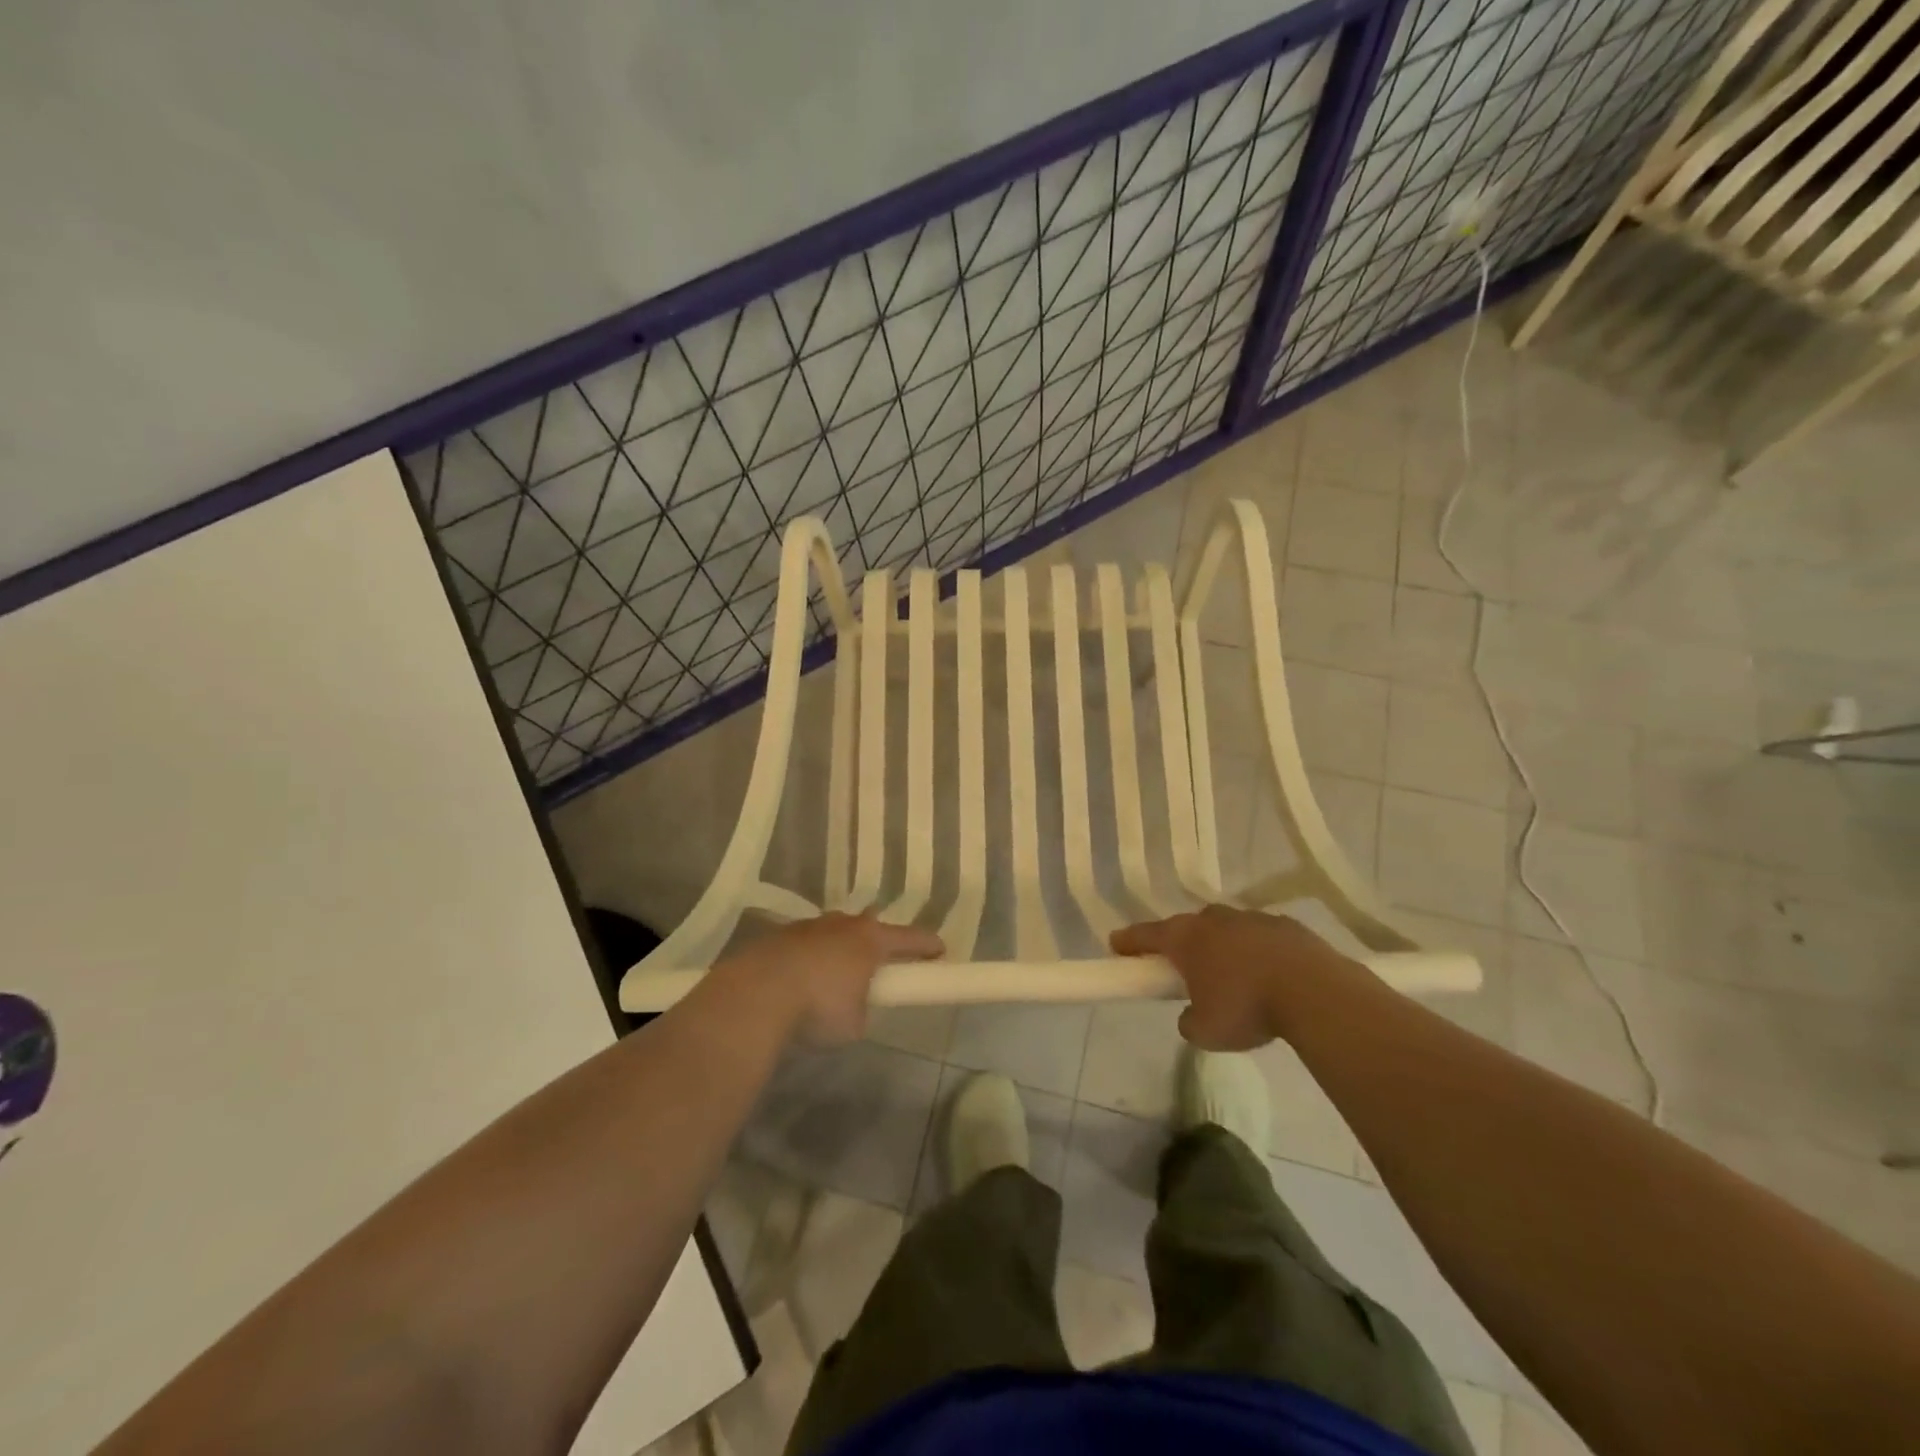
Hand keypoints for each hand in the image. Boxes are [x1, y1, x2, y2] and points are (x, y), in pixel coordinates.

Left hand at [714, 912, 943, 1045]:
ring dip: (840, 949)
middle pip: (869, 927)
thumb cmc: (818, 1007)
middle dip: (878, 942)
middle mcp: (841, 925)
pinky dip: (810, 959)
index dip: (927, 946)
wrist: (756, 995)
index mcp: (869, 940)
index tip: (940, 952)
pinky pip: (805, 945)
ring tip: (837, 973)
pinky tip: (802, 979)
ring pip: (834, 932)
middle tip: (883, 961)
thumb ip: (862, 1010)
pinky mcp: (777, 937)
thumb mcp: (854, 1024)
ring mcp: (807, 927)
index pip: (910, 938)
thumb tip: (852, 1007)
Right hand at [1110, 905, 1354, 1048]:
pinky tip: (1268, 975)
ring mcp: (1251, 919)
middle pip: (1187, 927)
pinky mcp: (1286, 926)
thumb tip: (1192, 1014)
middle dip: (1181, 944)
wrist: (1315, 992)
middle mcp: (1213, 920)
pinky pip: (1260, 937)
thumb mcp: (1205, 1032)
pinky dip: (1256, 952)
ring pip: (1226, 929)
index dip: (1128, 941)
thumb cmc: (1247, 1008)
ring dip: (1222, 947)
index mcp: (1186, 938)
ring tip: (1232, 977)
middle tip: (1182, 968)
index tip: (1116, 945)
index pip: (1146, 935)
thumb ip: (1188, 1021)